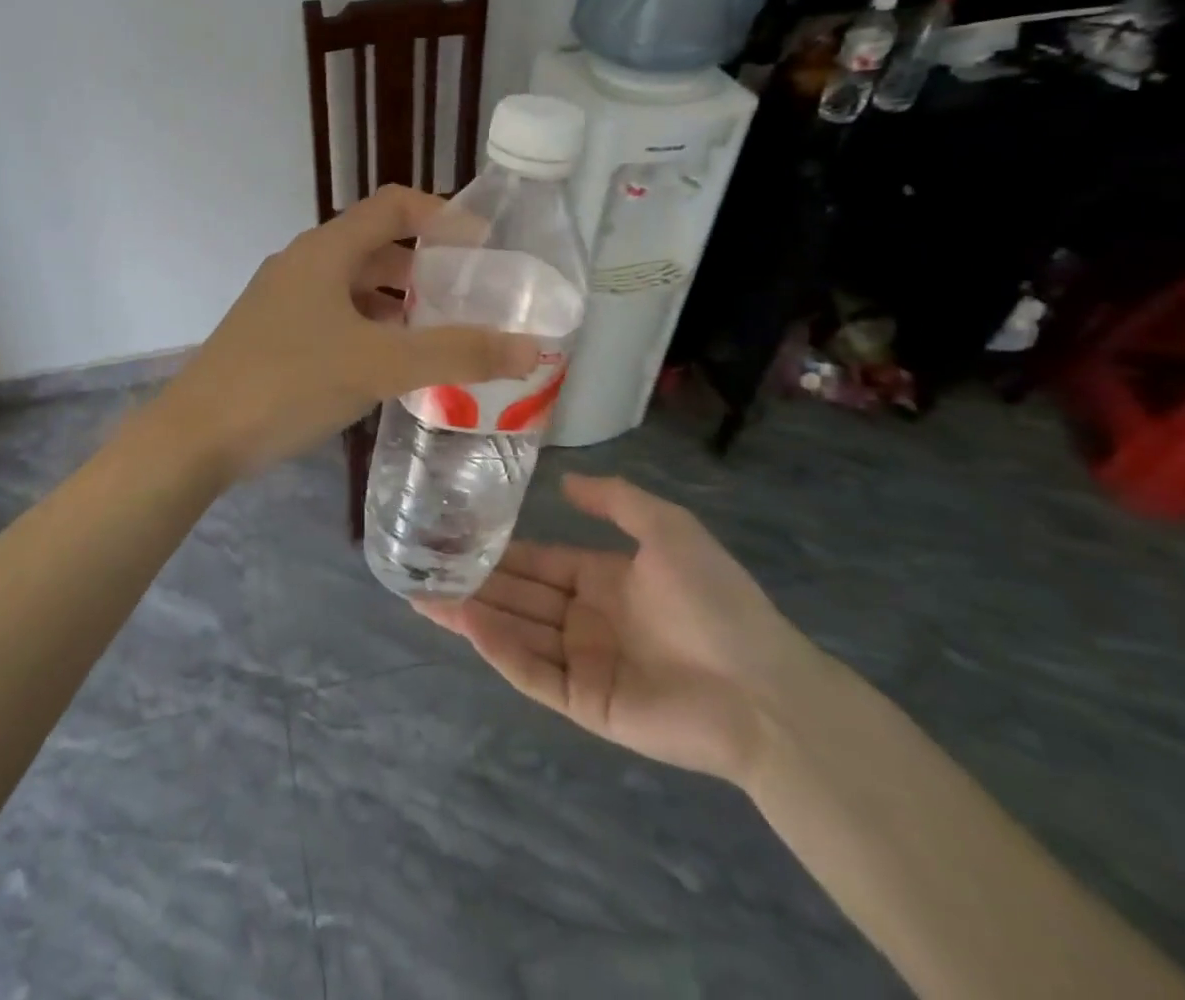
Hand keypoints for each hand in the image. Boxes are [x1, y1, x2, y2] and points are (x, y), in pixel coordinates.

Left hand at [154, 185, 539, 482]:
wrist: (196, 435)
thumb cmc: (288, 383)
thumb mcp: (380, 365)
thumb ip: (457, 354)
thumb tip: (531, 348)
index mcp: (325, 250)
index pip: (393, 205)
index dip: (442, 214)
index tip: (484, 247)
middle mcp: (302, 264)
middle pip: (376, 245)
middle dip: (426, 266)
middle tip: (470, 298)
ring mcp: (282, 300)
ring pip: (354, 286)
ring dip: (398, 302)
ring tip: (439, 335)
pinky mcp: (272, 335)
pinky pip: (334, 317)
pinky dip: (369, 328)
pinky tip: (389, 365)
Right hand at [416, 474, 829, 786]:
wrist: (764, 689)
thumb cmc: (716, 600)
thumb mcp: (669, 528)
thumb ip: (616, 500)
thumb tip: (564, 481)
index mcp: (603, 579)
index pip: (538, 562)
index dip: (499, 550)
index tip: (455, 536)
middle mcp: (586, 619)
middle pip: (518, 596)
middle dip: (472, 582)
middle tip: (420, 567)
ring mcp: (583, 662)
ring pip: (516, 632)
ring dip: (472, 614)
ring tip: (423, 595)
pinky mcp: (584, 703)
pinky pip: (534, 672)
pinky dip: (499, 649)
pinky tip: (467, 623)